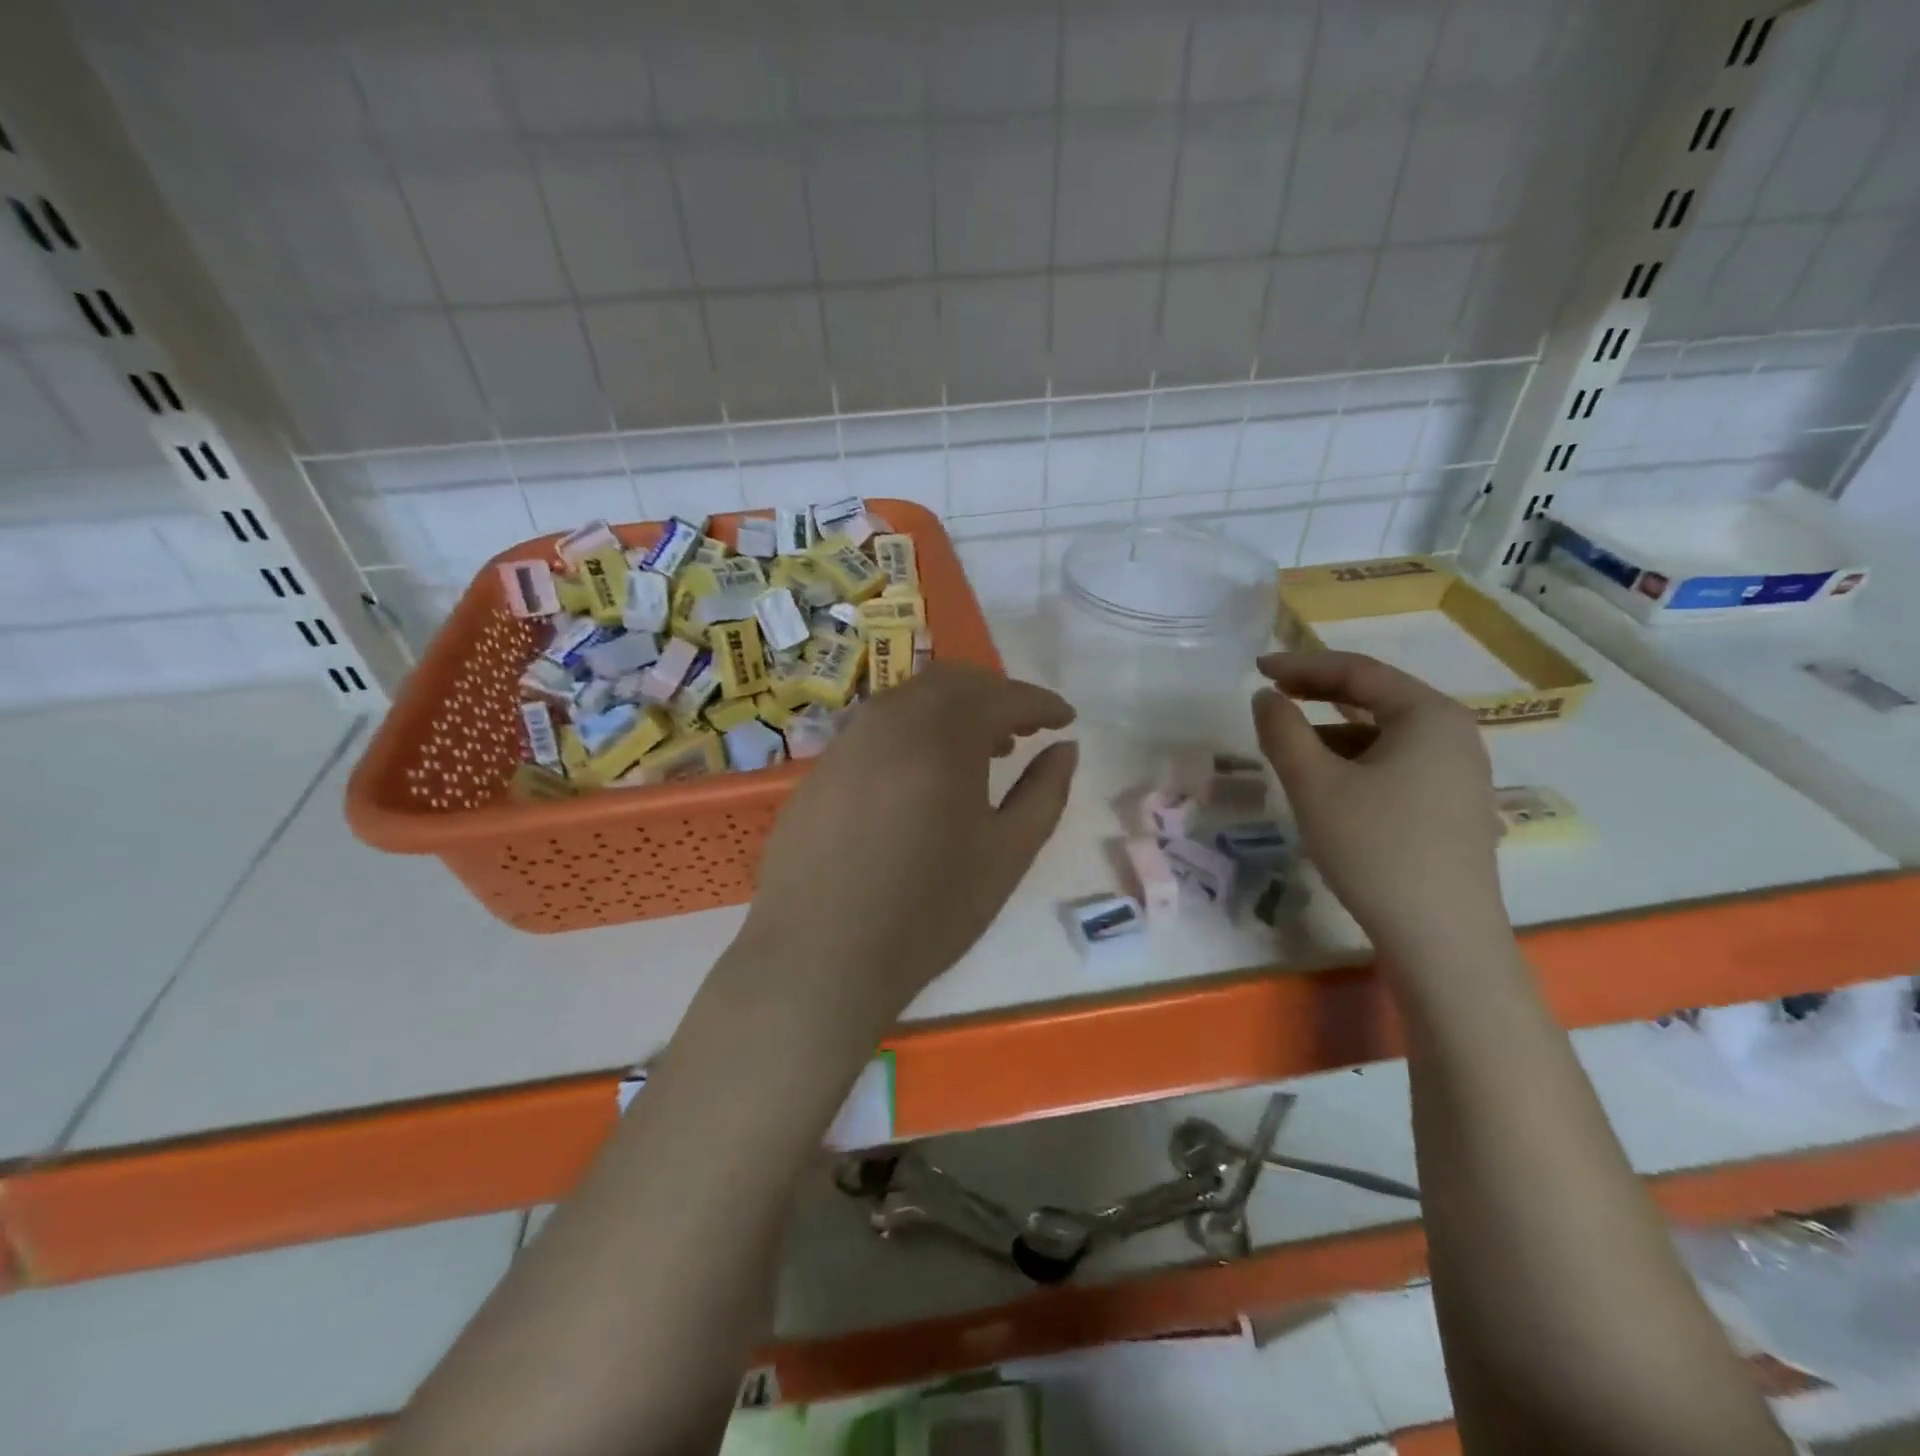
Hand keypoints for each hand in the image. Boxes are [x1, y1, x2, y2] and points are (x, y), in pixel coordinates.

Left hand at [736, 664, 1077, 1016]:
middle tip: (1022, 732)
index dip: (1041, 703)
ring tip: (979, 754)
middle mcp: (891, 720)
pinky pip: (877, 729)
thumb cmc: (928, 910)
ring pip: (910, 700)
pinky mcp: (821, 768)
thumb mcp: (1007, 855)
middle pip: (953, 683)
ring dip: (952, 712)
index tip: (1066, 718)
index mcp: (942, 734)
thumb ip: (1045, 793)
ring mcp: (848, 741)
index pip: (1003, 696)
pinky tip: (921, 778)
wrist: (818, 956)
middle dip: (995, 697)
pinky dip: (913, 733)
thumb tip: (1065, 749)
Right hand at [1251, 651, 1505, 961]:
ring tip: (1290, 751)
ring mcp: (1459, 773)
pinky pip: (1396, 765)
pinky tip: (1327, 787)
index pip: (1358, 672)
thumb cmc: (1375, 848)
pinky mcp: (1453, 807)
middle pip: (1376, 698)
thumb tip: (1266, 697)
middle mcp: (1454, 734)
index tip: (1256, 669)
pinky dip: (1355, 763)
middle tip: (1271, 697)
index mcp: (1429, 715)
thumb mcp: (1315, 785)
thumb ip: (1282, 731)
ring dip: (1333, 733)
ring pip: (1384, 736)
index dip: (1301, 665)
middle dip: (1318, 696)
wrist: (1441, 938)